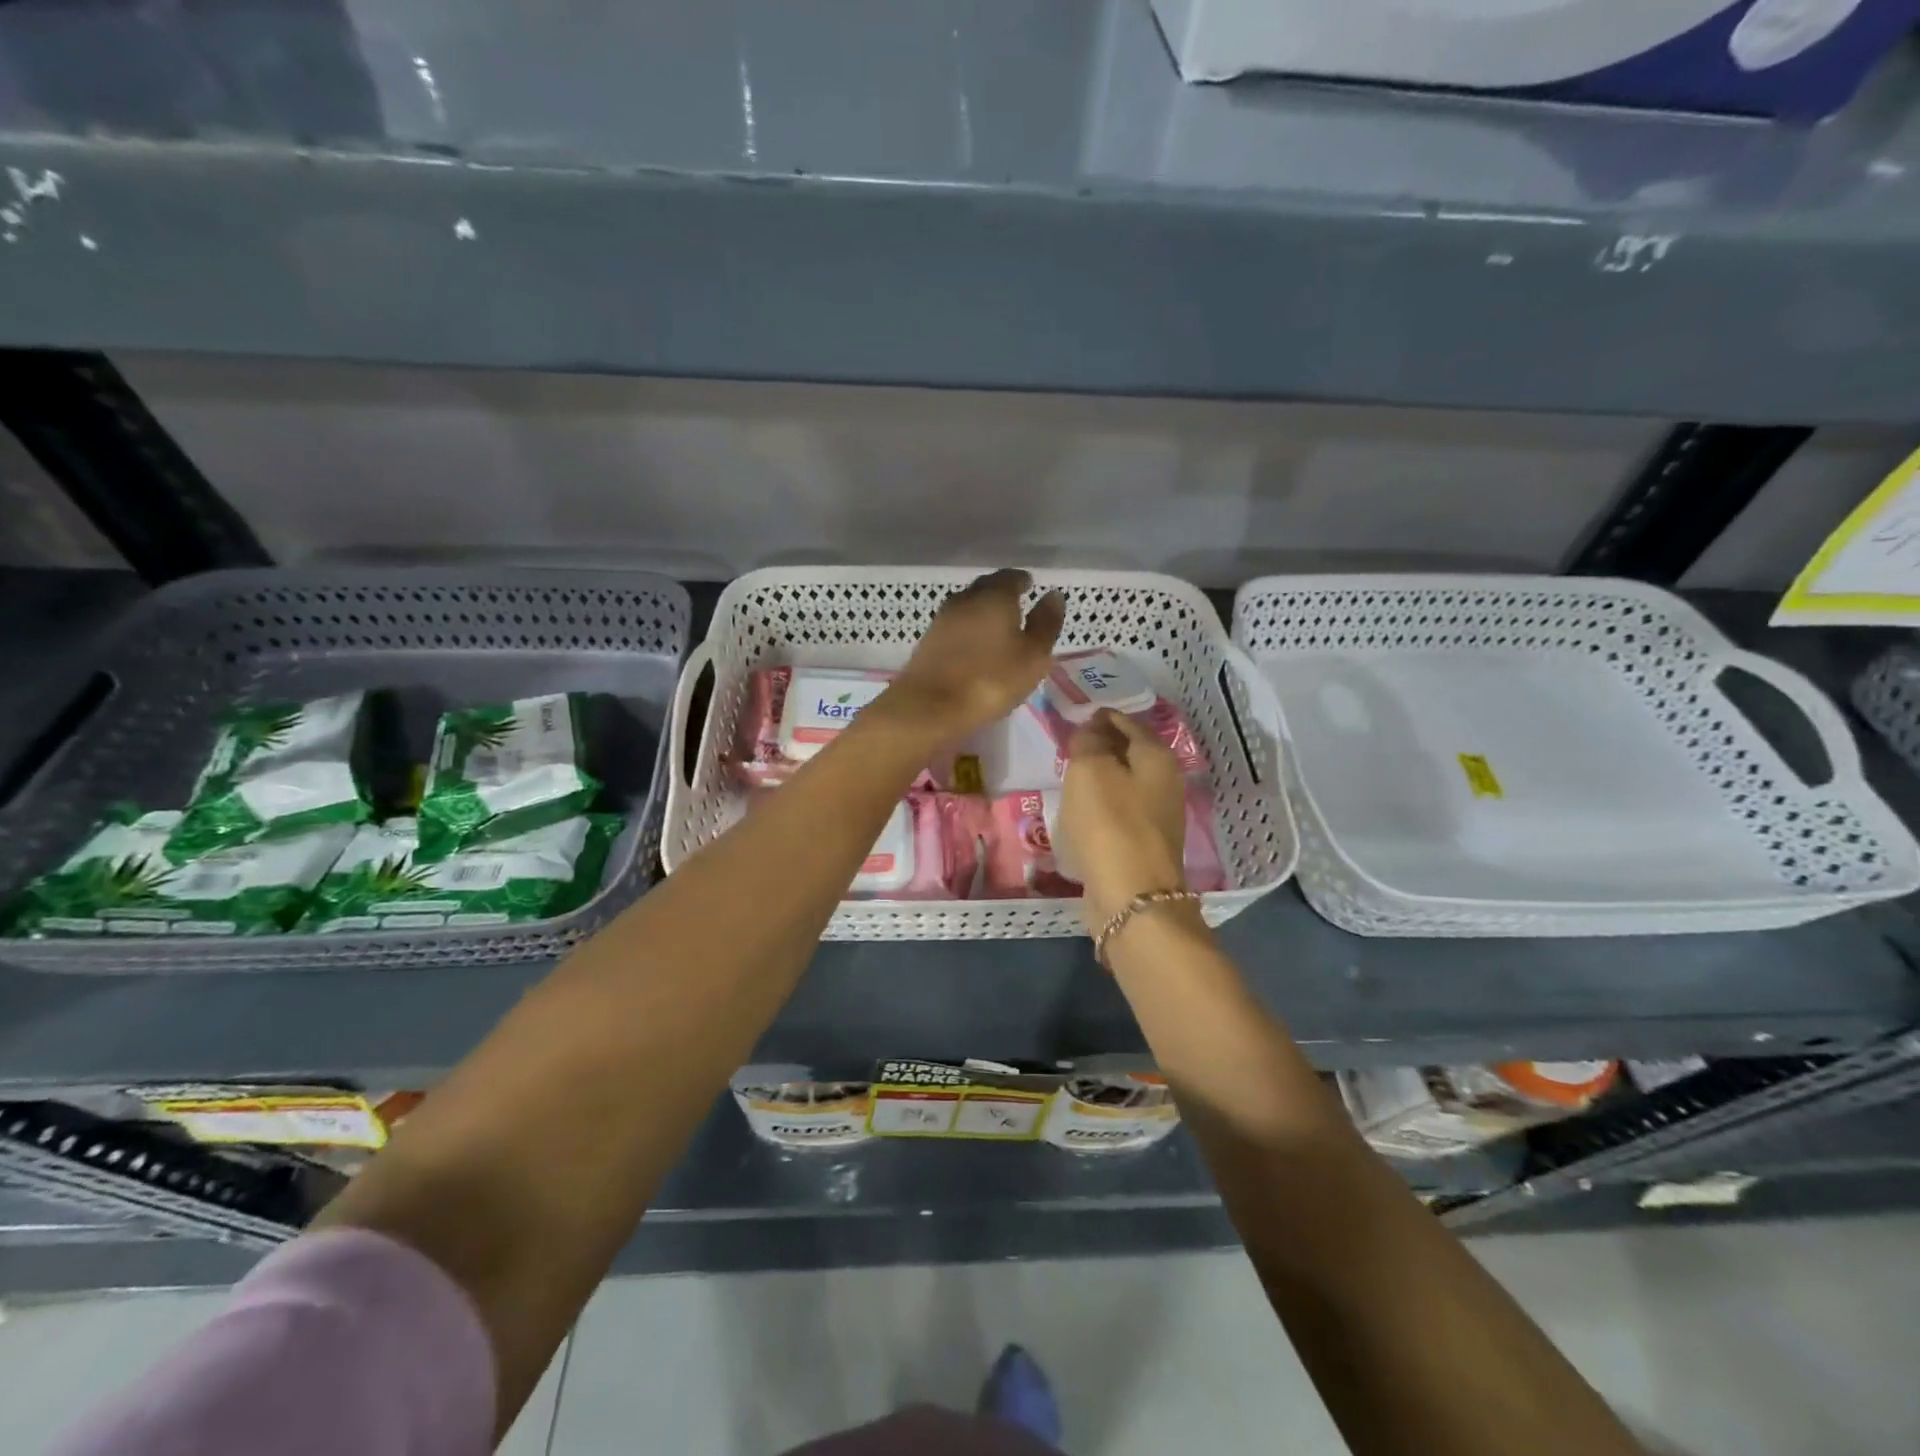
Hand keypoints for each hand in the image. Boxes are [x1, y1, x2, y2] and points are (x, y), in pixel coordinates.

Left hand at [882, 568, 1065, 740]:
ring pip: (968, 606)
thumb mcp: (1033, 656)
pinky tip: (974, 645)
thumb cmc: (991, 680)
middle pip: (986, 587)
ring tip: (998, 627)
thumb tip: (1053, 595)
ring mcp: (942, 619)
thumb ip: (1046, 624)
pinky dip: (968, 630)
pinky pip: (955, 626)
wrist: (929, 707)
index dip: (1022, 581)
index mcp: (995, 596)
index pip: (1011, 577)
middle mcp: (965, 599)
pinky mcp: (927, 641)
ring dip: (982, 611)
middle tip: (1016, 604)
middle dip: (1001, 592)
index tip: (1030, 587)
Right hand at [1061, 709, 1188, 931]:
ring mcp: (1158, 816)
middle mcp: (1165, 782)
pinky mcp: (1143, 845)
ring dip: (1100, 778)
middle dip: (1101, 746)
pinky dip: (1101, 807)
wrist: (1132, 897)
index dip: (1100, 717)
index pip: (1127, 722)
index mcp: (1157, 757)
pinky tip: (1080, 813)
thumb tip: (1090, 731)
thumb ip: (1088, 742)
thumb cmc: (1110, 824)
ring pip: (1124, 784)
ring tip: (1069, 777)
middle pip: (1129, 753)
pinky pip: (1118, 813)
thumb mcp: (1090, 770)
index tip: (1075, 717)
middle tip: (1069, 746)